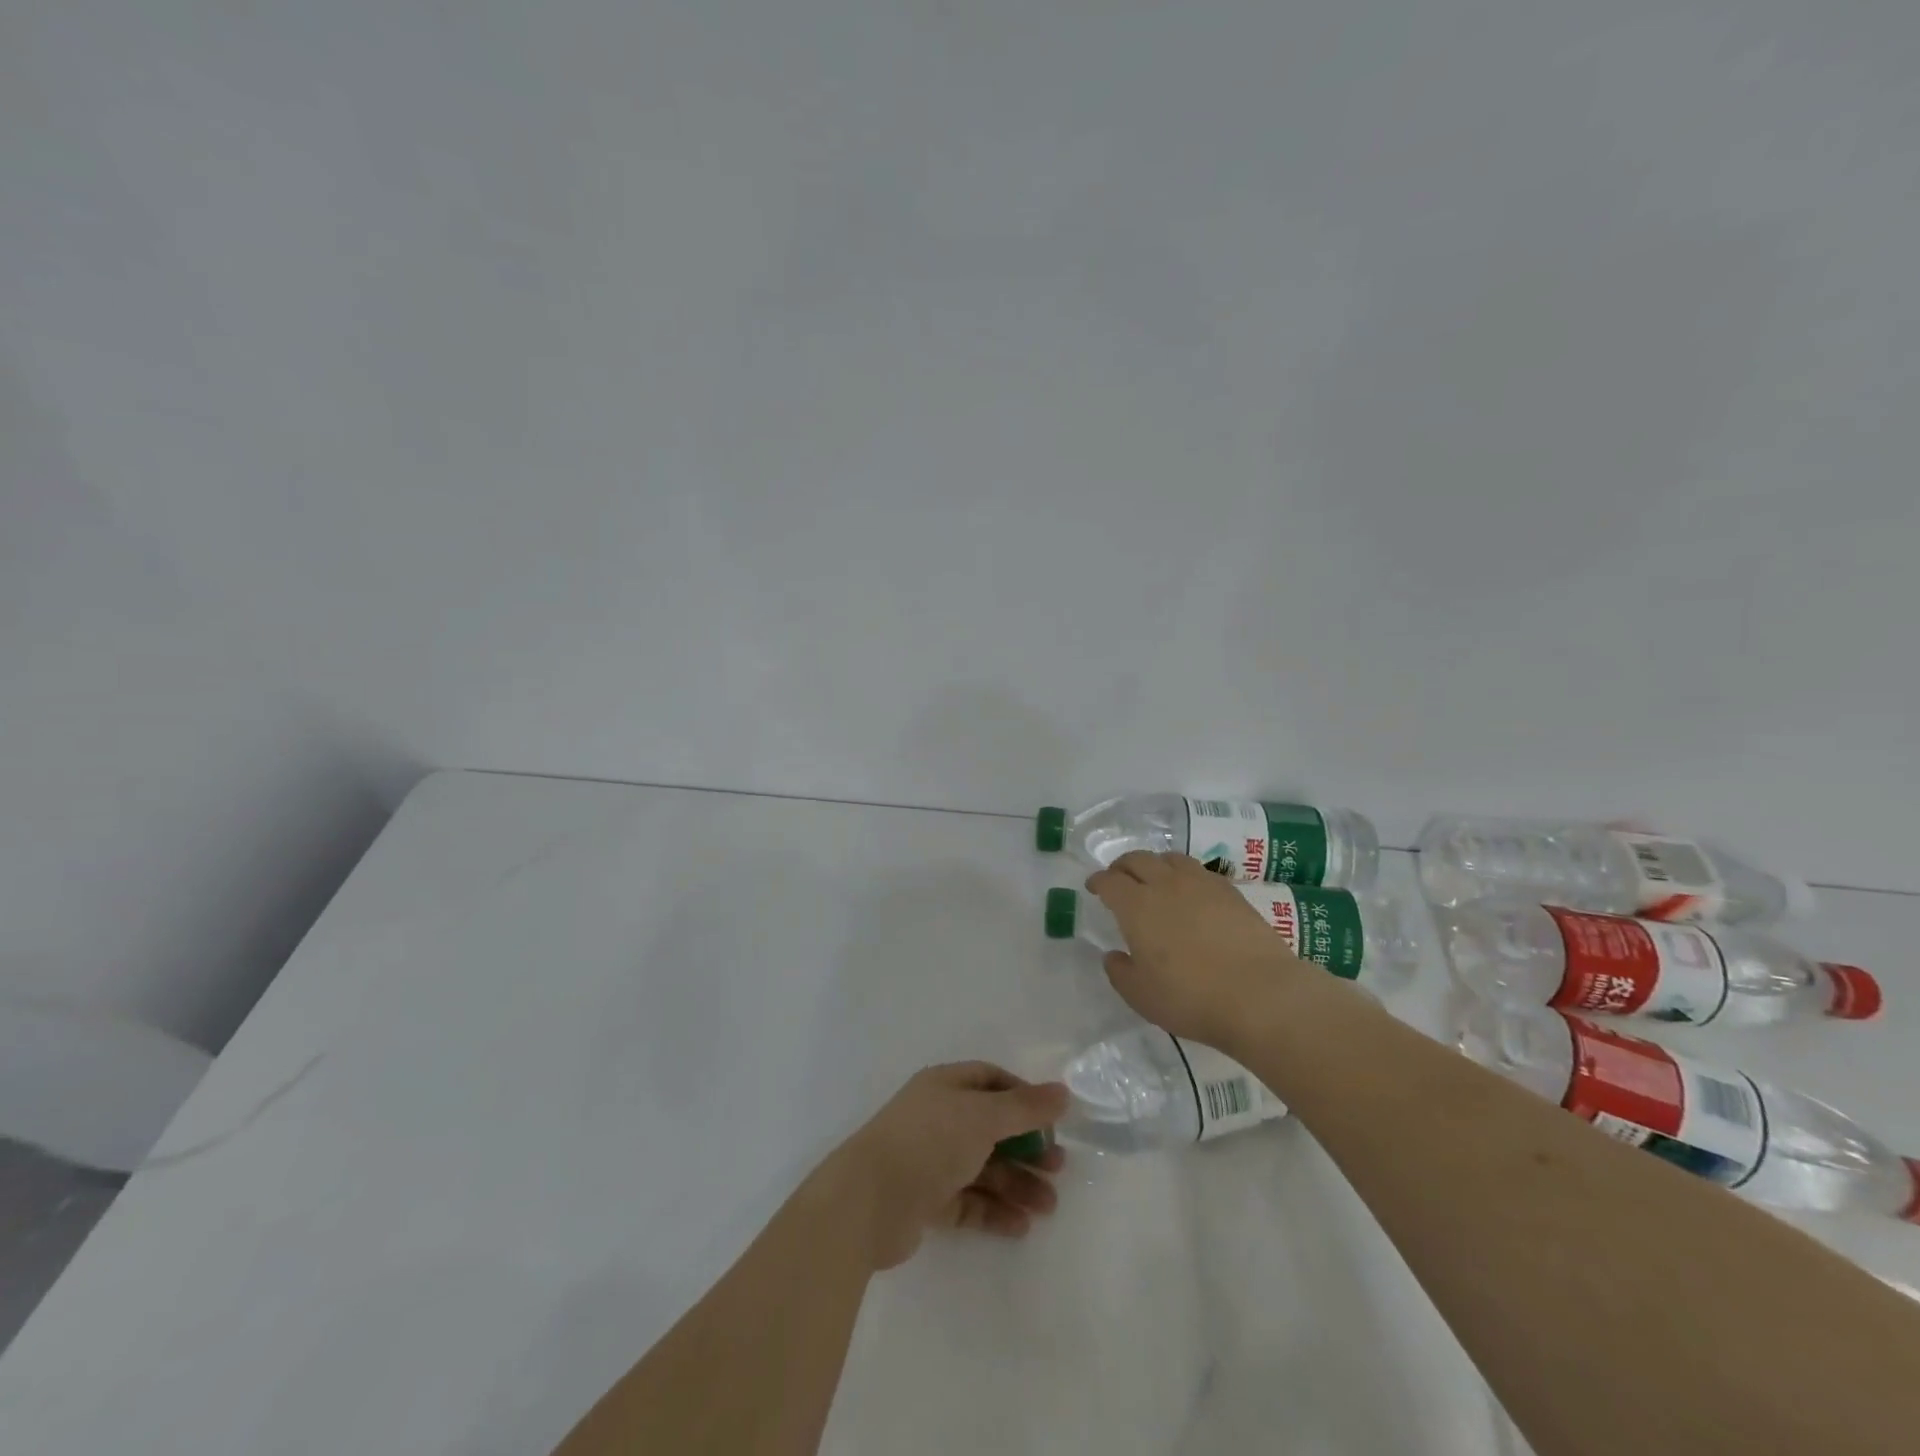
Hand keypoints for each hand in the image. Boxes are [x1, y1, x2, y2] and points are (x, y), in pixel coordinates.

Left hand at [815, 1063, 1068, 1271]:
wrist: (868, 1202)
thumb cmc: (928, 1143)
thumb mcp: (982, 1117)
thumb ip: (1025, 1107)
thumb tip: (1063, 1092)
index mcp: (945, 1087)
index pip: (990, 1081)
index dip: (1022, 1096)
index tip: (1051, 1119)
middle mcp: (938, 1118)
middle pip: (991, 1127)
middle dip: (1026, 1146)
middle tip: (1058, 1168)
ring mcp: (931, 1160)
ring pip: (983, 1167)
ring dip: (1017, 1183)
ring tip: (1048, 1206)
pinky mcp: (927, 1201)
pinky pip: (969, 1201)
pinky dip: (995, 1210)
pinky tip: (1021, 1226)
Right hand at [1086, 851, 1308, 1049]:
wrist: (1261, 994)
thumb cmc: (1191, 998)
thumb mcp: (1141, 996)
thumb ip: (1120, 972)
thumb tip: (1114, 955)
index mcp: (1136, 906)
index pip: (1109, 881)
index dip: (1098, 881)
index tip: (1093, 887)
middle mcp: (1165, 885)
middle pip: (1138, 860)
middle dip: (1122, 866)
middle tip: (1118, 878)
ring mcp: (1201, 884)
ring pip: (1170, 858)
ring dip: (1155, 864)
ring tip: (1154, 879)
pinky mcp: (1231, 892)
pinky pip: (1199, 870)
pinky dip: (1184, 874)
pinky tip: (1190, 891)